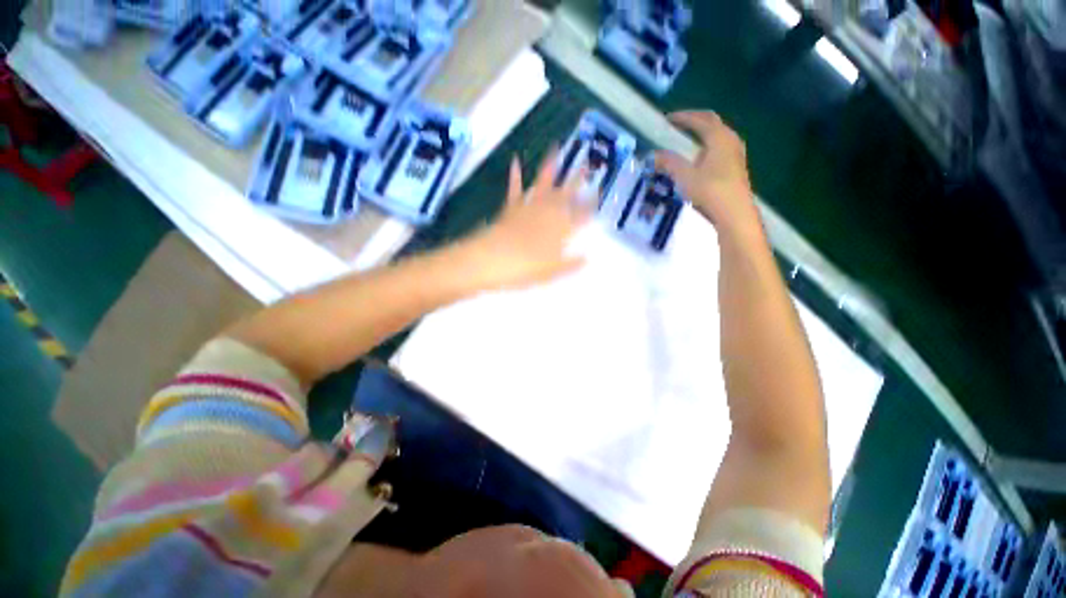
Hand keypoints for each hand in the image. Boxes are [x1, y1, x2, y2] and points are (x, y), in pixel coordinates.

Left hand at [457, 151, 592, 290]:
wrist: (492, 260)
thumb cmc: (525, 269)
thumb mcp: (552, 272)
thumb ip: (571, 264)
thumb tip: (588, 259)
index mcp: (560, 230)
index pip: (581, 215)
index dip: (590, 204)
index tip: (598, 193)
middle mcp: (547, 213)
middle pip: (566, 194)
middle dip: (577, 179)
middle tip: (587, 164)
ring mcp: (529, 207)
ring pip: (543, 184)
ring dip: (550, 166)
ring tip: (556, 147)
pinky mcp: (511, 207)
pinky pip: (515, 189)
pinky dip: (515, 175)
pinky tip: (515, 161)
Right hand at [656, 111, 763, 244]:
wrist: (734, 213)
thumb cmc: (710, 191)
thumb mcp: (685, 176)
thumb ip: (669, 163)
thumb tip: (654, 154)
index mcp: (718, 137)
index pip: (700, 119)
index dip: (683, 117)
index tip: (668, 119)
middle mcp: (730, 140)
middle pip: (712, 122)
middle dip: (695, 120)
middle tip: (679, 124)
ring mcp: (736, 153)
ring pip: (719, 134)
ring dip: (703, 133)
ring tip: (688, 139)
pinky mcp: (736, 166)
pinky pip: (721, 146)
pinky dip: (708, 145)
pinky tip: (701, 158)